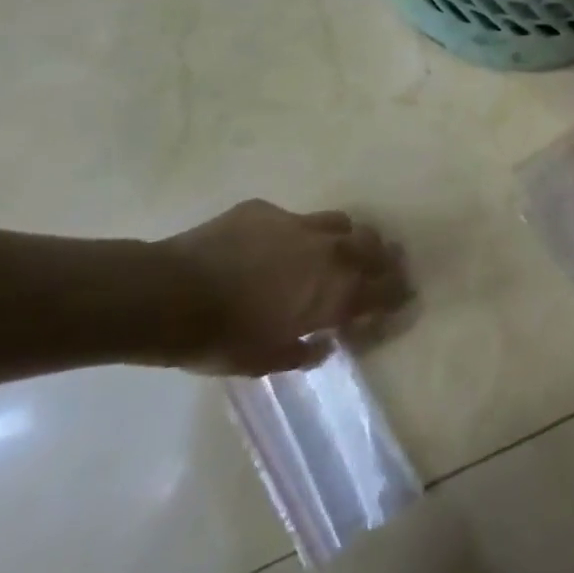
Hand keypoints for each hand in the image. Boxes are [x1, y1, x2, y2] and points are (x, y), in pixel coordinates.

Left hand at [161, 201, 409, 373]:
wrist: (169, 295)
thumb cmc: (222, 339)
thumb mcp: (265, 361)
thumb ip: (302, 354)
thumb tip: (322, 347)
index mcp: (334, 294)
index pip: (384, 290)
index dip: (397, 294)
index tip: (404, 297)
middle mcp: (328, 253)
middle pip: (373, 246)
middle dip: (383, 257)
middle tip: (382, 266)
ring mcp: (297, 225)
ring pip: (340, 223)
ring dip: (347, 237)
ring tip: (338, 248)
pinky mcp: (265, 211)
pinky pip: (292, 219)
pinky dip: (295, 234)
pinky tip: (275, 246)